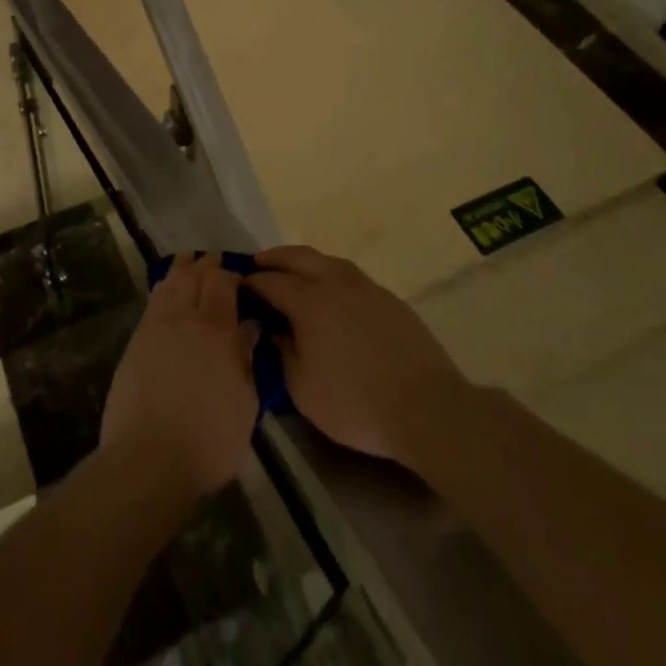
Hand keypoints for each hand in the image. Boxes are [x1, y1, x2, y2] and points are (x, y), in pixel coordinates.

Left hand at [101, 252, 259, 498]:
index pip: (224, 285)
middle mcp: (186, 319)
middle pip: (196, 277)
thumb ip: (246, 360)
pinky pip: (152, 300)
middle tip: (215, 258)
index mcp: (217, 332)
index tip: (240, 277)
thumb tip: (249, 327)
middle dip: (207, 264)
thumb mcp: (244, 404)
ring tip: (189, 258)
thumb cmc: (208, 440)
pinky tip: (165, 285)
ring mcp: (157, 326)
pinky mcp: (137, 340)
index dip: (231, 275)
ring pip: (171, 283)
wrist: (148, 457)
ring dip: (182, 267)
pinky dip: (162, 285)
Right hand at [246, 245, 467, 464]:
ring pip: (329, 261)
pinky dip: (332, 274)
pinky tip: (334, 292)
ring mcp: (366, 288)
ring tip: (295, 271)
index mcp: (309, 301)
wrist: (427, 408)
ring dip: (306, 261)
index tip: (238, 285)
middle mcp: (335, 283)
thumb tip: (272, 330)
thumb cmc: (356, 403)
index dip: (251, 282)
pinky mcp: (390, 300)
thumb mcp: (303, 390)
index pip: (271, 282)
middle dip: (275, 257)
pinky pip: (352, 276)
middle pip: (299, 257)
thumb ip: (281, 354)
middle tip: (259, 262)